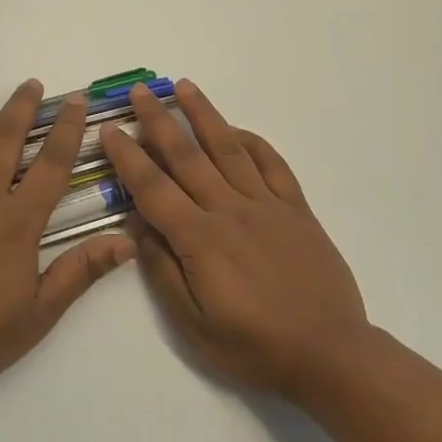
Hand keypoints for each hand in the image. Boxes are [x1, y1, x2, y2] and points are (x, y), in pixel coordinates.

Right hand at [103, 80, 369, 400]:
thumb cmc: (254, 347)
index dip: (128, 156)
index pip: (153, 186)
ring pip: (228, 148)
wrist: (330, 355)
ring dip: (204, 114)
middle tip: (141, 91)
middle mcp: (230, 210)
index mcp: (200, 239)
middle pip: (187, 155)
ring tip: (184, 86)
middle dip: (159, 120)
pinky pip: (273, 165)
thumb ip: (163, 270)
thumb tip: (139, 225)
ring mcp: (267, 205)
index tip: (111, 129)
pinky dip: (253, 142)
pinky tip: (237, 130)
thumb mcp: (193, 324)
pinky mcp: (296, 209)